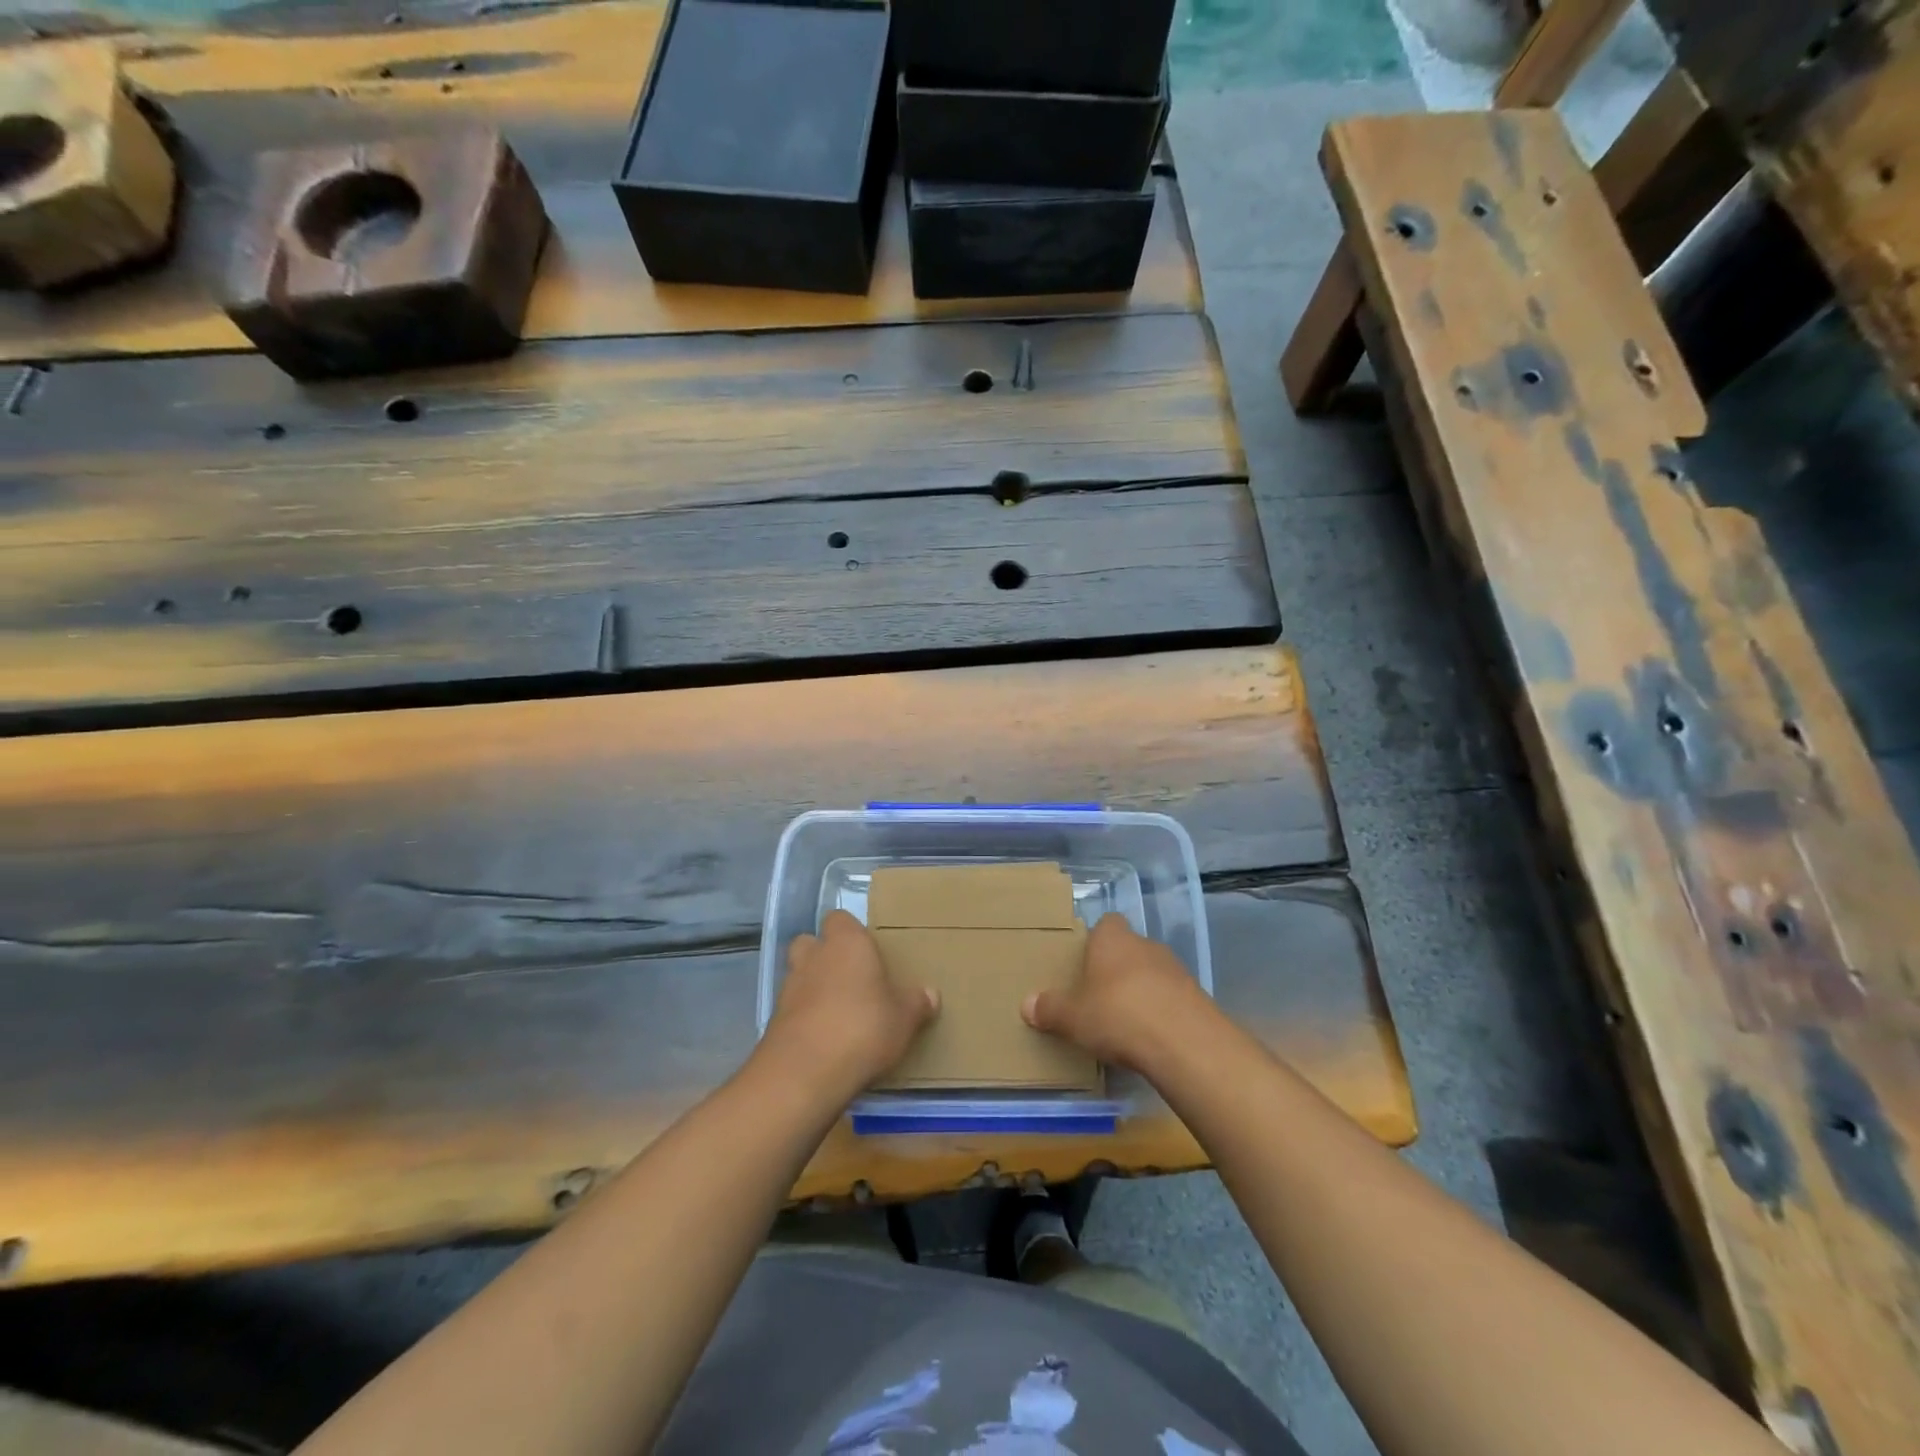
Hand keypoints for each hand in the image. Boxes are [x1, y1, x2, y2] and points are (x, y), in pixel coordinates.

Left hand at [762, 910, 938, 1099]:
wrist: (805, 1072)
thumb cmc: (863, 1028)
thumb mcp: (903, 1019)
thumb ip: (916, 1003)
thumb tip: (931, 994)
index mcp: (847, 943)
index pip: (840, 919)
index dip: (851, 933)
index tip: (869, 952)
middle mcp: (814, 957)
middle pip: (812, 942)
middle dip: (825, 955)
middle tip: (850, 977)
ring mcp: (789, 988)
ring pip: (799, 975)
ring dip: (814, 987)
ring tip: (839, 1012)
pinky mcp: (775, 1020)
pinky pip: (793, 1009)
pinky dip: (805, 1017)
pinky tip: (824, 1039)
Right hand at [1022, 913, 1210, 1071]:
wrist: (1185, 1043)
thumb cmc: (1118, 1015)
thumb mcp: (1073, 1017)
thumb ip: (1050, 1009)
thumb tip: (1026, 1004)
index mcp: (1112, 939)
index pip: (1105, 924)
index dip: (1095, 941)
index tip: (1084, 964)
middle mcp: (1145, 944)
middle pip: (1128, 949)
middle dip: (1116, 969)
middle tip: (1098, 996)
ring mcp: (1176, 969)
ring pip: (1151, 972)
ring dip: (1141, 990)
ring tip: (1125, 1021)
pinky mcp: (1197, 996)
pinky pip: (1171, 997)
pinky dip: (1161, 1011)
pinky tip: (1151, 1036)